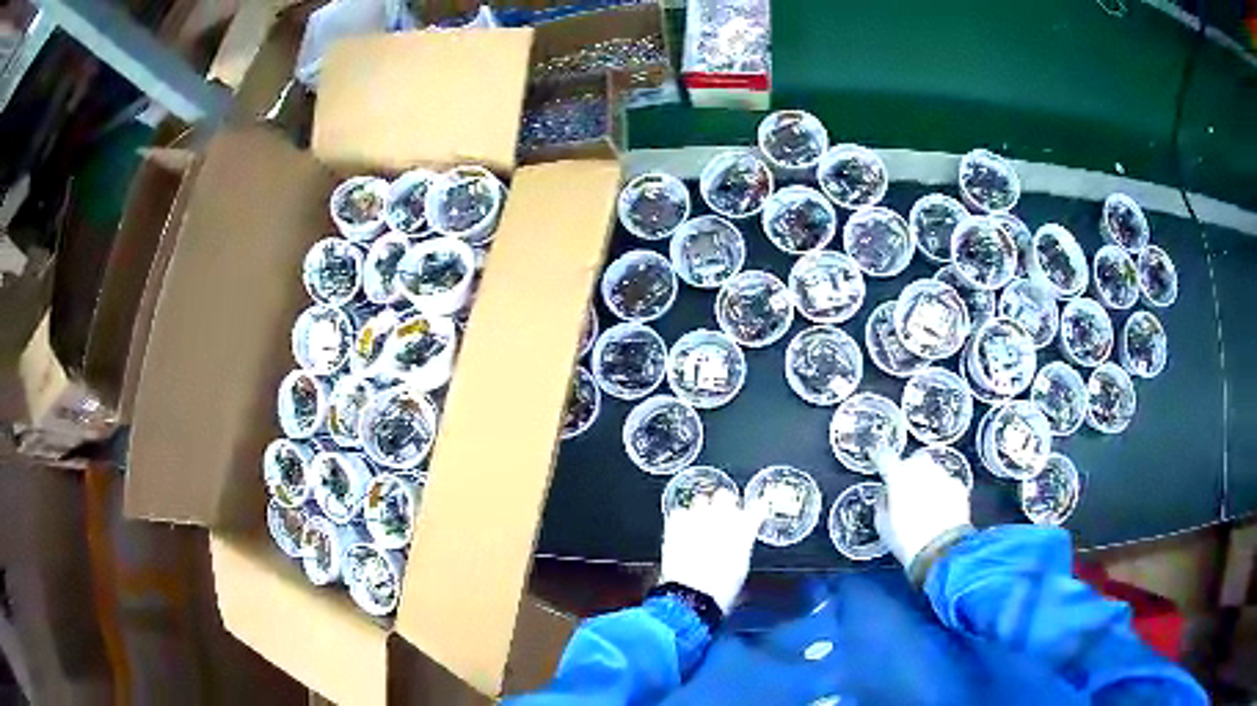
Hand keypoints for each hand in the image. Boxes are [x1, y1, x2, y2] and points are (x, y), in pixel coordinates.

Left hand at [660, 489, 766, 613]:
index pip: (756, 507)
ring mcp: (697, 520)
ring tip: (698, 523)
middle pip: (725, 496)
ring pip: (700, 500)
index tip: (754, 510)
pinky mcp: (675, 526)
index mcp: (744, 531)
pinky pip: (679, 513)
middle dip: (725, 503)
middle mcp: (722, 520)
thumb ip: (742, 549)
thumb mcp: (740, 570)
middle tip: (721, 515)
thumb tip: (738, 548)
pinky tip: (681, 530)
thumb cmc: (721, 590)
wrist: (692, 595)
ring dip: (701, 510)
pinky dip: (681, 520)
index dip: (755, 508)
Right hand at [874, 451, 971, 568]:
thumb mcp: (883, 526)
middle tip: (904, 489)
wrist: (941, 552)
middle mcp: (922, 471)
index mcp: (898, 477)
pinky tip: (938, 508)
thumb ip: (882, 504)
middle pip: (913, 460)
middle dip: (908, 470)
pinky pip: (947, 483)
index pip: (885, 457)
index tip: (877, 457)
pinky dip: (942, 491)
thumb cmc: (908, 542)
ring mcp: (943, 477)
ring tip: (923, 502)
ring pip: (932, 469)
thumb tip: (885, 496)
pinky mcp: (958, 487)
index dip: (880, 456)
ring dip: (926, 480)